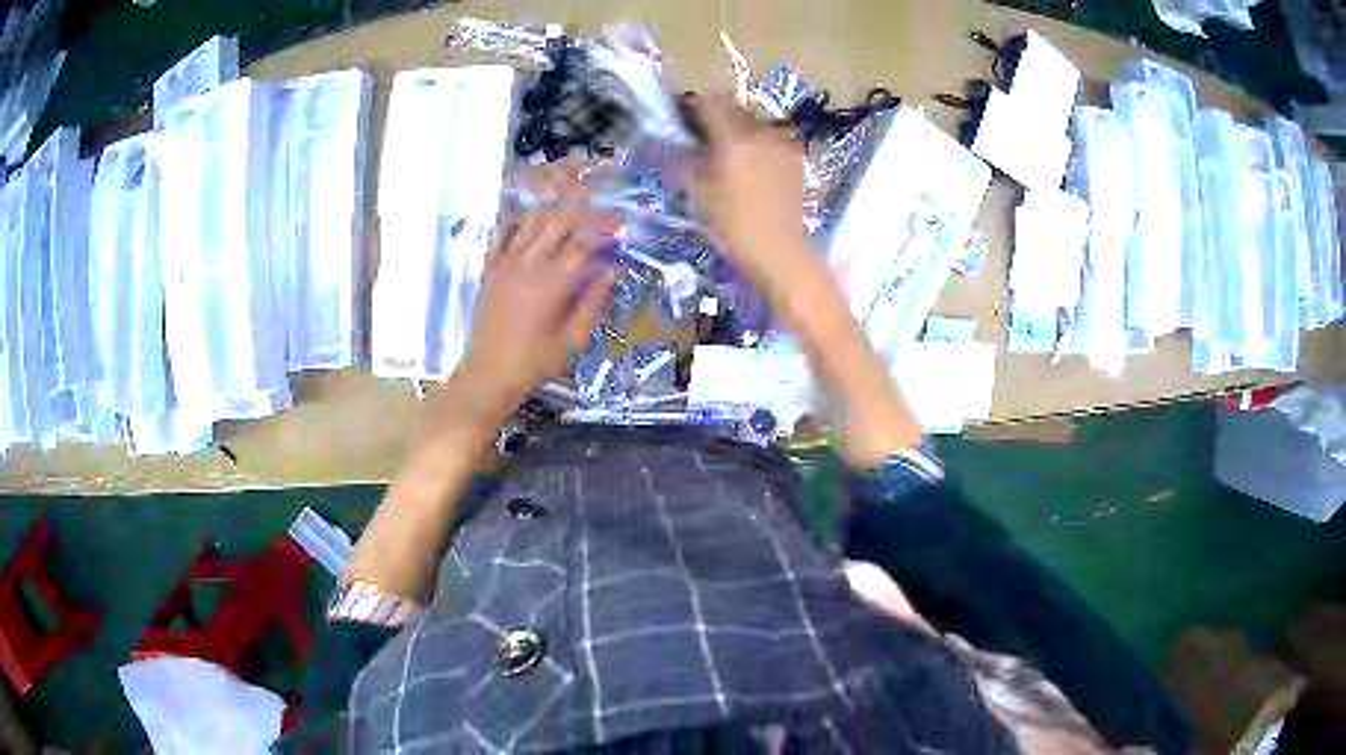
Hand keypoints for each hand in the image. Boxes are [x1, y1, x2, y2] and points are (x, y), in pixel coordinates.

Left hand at [451, 169, 617, 428]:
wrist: (488, 374)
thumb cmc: (535, 362)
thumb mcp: (573, 338)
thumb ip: (593, 301)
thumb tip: (612, 270)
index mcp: (553, 282)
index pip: (584, 242)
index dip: (603, 228)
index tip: (619, 220)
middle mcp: (529, 264)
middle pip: (557, 223)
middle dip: (578, 205)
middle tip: (594, 191)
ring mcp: (505, 264)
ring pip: (529, 224)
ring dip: (549, 207)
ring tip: (563, 191)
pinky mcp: (489, 270)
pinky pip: (500, 237)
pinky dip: (513, 222)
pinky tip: (524, 214)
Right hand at [691, 95, 815, 305]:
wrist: (781, 252)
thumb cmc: (733, 227)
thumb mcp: (699, 193)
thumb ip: (687, 158)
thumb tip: (678, 141)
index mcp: (734, 139)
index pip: (709, 102)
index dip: (693, 105)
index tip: (683, 115)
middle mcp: (761, 133)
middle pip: (734, 107)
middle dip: (716, 114)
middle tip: (702, 133)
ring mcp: (783, 143)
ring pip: (754, 121)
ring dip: (738, 127)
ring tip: (728, 151)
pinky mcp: (797, 157)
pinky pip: (771, 137)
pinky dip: (757, 142)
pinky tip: (752, 165)